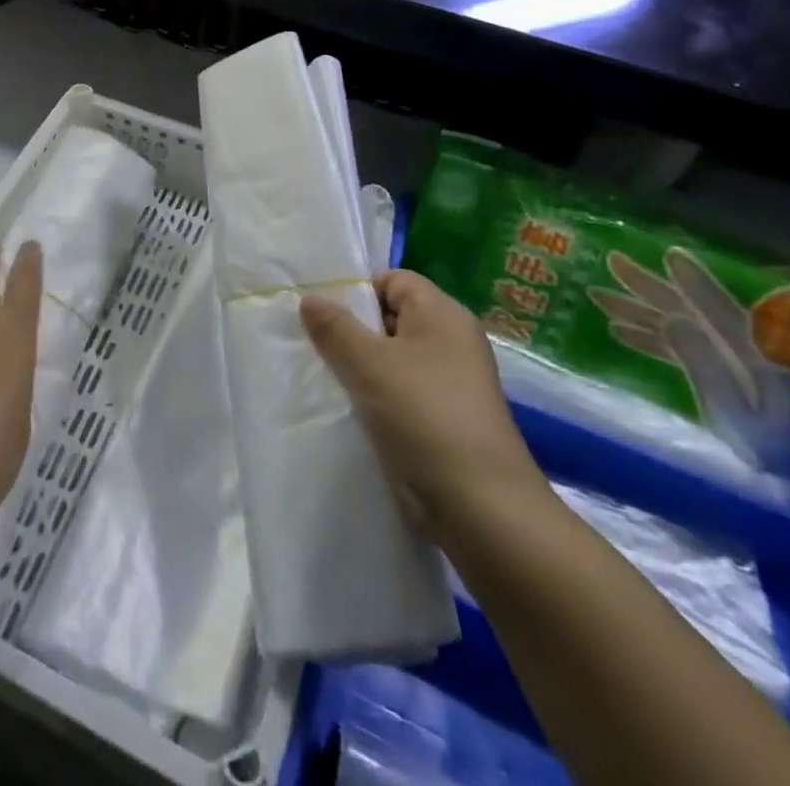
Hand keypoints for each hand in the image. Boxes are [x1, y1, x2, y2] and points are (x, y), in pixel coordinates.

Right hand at [302, 270, 544, 535]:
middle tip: (312, 343)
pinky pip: (400, 392)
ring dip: (359, 367)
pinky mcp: (444, 420)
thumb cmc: (425, 417)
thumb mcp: (369, 364)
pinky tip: (346, 408)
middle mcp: (451, 342)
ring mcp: (450, 384)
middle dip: (351, 329)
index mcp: (443, 315)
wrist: (480, 509)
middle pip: (391, 318)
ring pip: (392, 359)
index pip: (393, 280)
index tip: (321, 313)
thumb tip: (309, 298)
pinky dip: (374, 396)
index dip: (357, 290)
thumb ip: (334, 327)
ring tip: (323, 376)